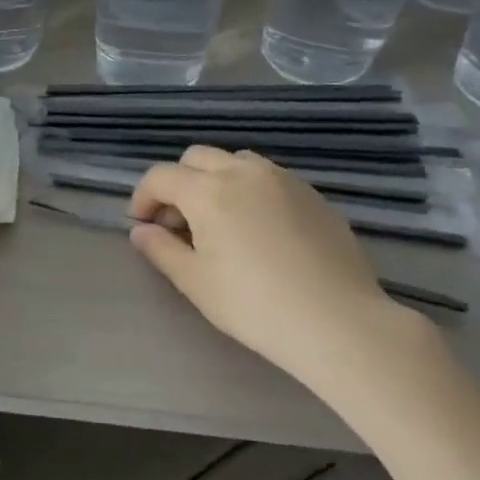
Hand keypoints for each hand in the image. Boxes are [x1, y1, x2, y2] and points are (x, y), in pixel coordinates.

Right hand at [129, 146, 421, 391]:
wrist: (337, 322)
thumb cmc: (252, 304)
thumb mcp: (194, 281)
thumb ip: (161, 249)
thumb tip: (141, 231)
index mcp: (209, 190)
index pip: (161, 176)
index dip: (142, 198)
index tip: (142, 227)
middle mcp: (245, 172)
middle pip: (197, 158)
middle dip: (178, 183)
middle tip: (177, 223)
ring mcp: (285, 180)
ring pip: (236, 162)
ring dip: (215, 181)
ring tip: (218, 223)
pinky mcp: (314, 196)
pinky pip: (270, 179)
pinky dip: (250, 192)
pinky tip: (258, 232)